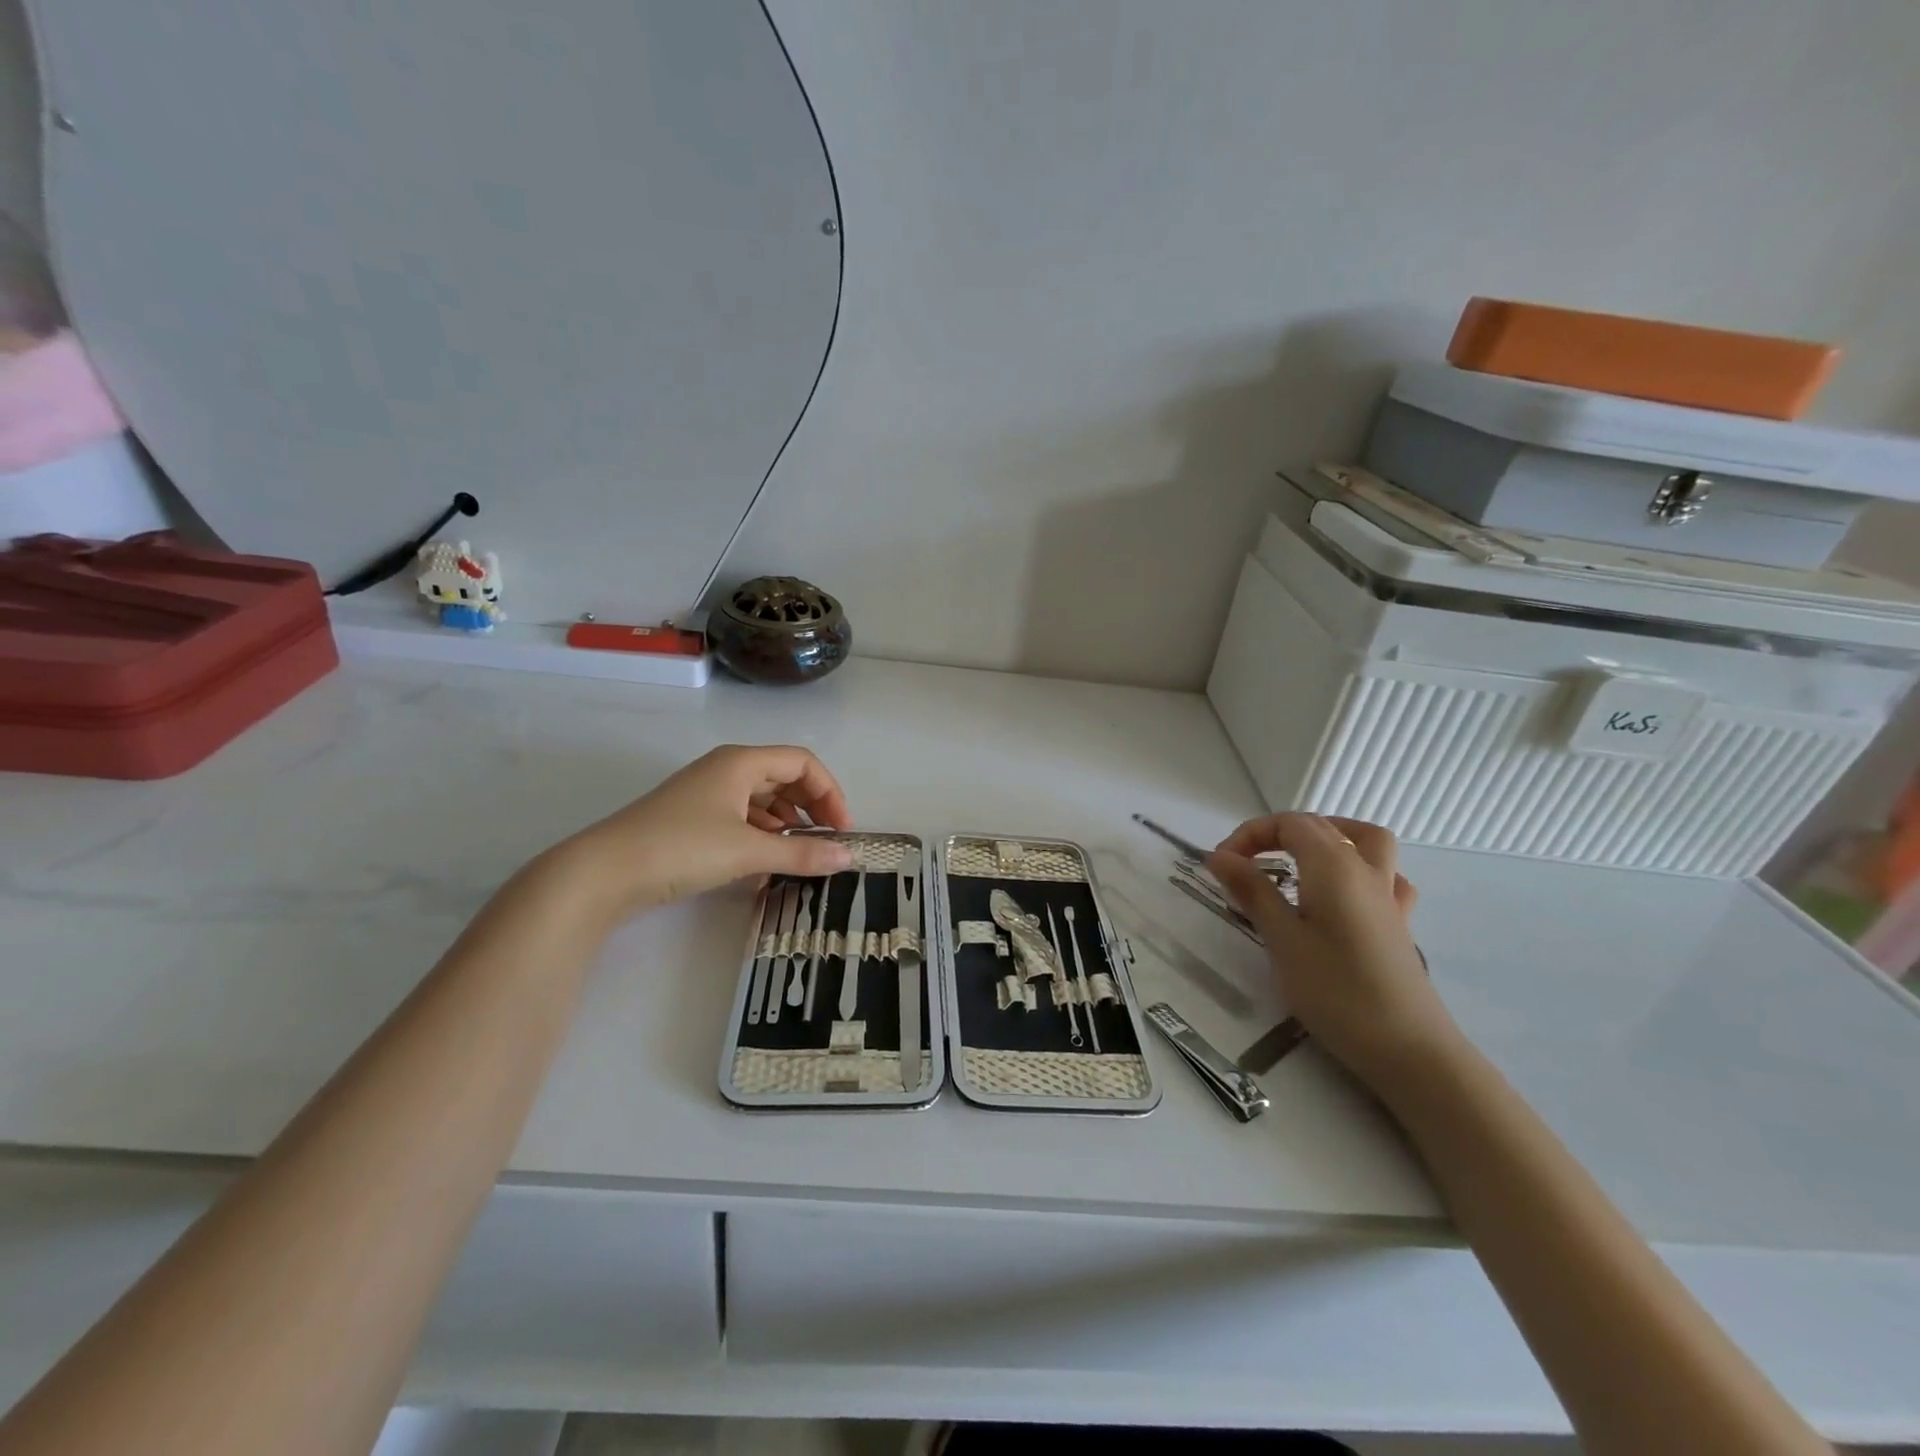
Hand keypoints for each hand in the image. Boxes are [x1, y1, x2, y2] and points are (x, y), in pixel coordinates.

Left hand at [547, 745, 855, 916]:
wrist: (604, 872)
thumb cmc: (682, 847)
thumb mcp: (748, 851)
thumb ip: (802, 854)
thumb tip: (848, 859)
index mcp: (741, 762)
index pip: (802, 762)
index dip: (829, 792)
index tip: (842, 830)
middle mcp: (726, 769)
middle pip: (783, 777)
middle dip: (811, 807)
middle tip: (827, 842)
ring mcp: (706, 793)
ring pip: (762, 799)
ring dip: (787, 823)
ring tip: (800, 854)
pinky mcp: (692, 818)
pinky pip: (741, 817)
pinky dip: (762, 834)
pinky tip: (766, 862)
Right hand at [1207, 813, 1454, 1087]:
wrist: (1409, 1049)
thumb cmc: (1335, 991)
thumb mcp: (1281, 939)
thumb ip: (1252, 891)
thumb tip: (1219, 856)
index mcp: (1333, 866)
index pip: (1288, 824)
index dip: (1249, 835)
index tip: (1220, 866)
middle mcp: (1365, 869)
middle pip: (1320, 827)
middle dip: (1276, 835)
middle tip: (1243, 866)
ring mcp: (1388, 896)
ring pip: (1363, 841)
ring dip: (1328, 837)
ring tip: (1297, 860)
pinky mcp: (1398, 923)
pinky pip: (1384, 876)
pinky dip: (1359, 870)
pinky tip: (1342, 894)